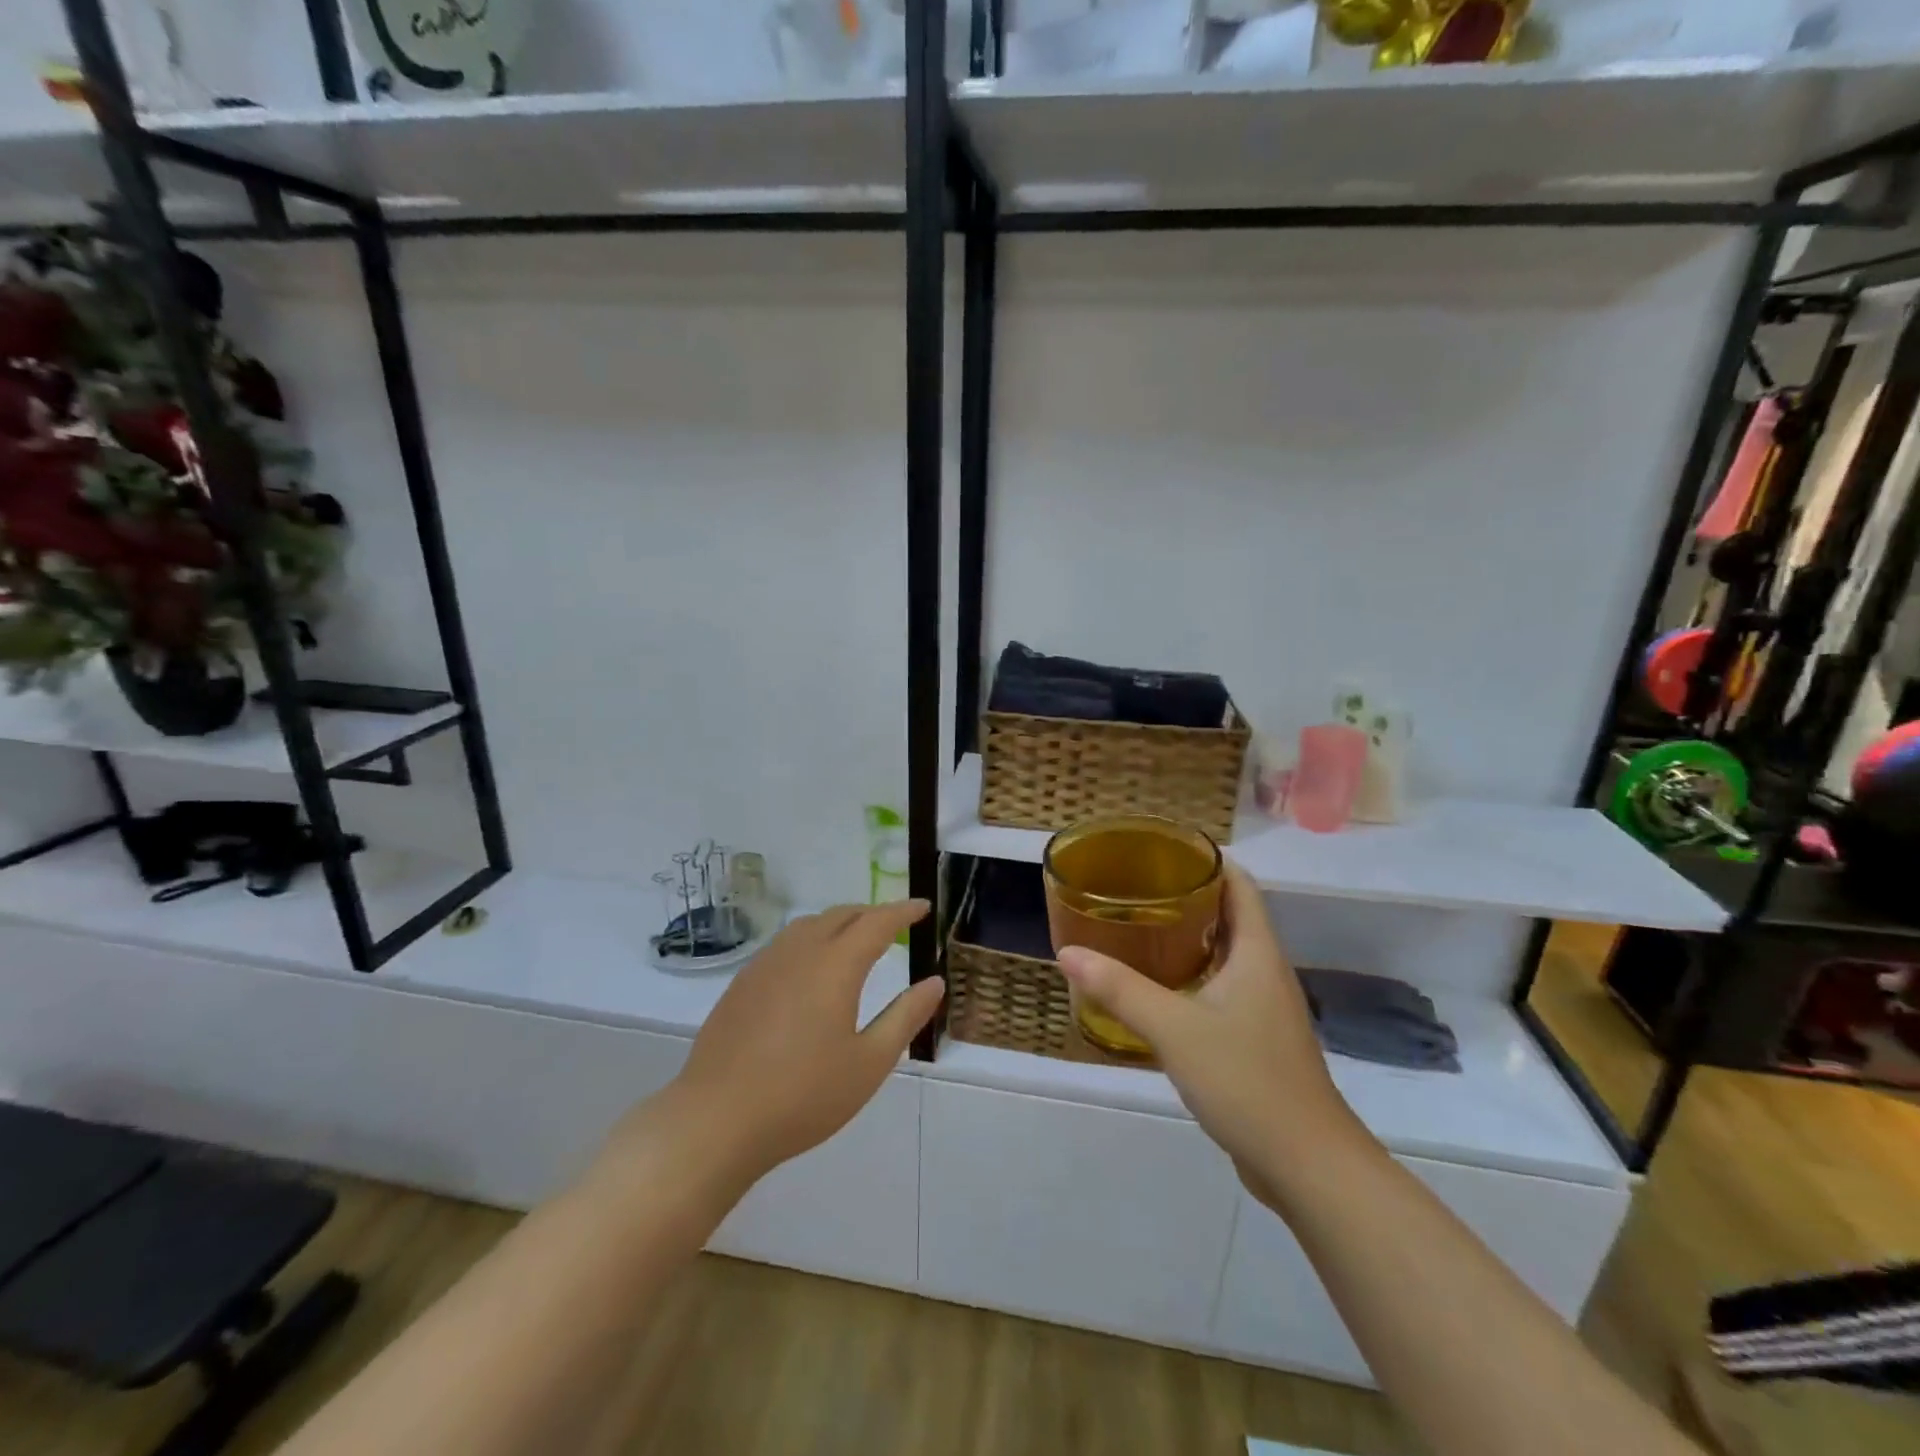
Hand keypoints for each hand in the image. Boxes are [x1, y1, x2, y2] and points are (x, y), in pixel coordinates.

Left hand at [605, 902, 943, 1197]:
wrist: (716, 1120)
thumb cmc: (803, 1095)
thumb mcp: (869, 1063)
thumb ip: (905, 1017)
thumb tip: (933, 982)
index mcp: (835, 966)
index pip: (876, 923)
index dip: (902, 911)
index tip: (922, 907)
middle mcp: (800, 952)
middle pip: (841, 915)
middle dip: (872, 913)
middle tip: (895, 925)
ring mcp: (765, 965)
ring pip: (809, 925)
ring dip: (839, 923)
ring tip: (855, 941)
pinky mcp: (741, 984)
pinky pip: (784, 944)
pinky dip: (810, 940)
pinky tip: (810, 969)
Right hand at [1057, 863, 1362, 1203]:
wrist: (1306, 1165)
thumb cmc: (1247, 1080)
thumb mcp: (1175, 1028)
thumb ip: (1120, 989)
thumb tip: (1067, 953)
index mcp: (1257, 953)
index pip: (1239, 884)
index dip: (1206, 860)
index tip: (1161, 851)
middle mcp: (1266, 971)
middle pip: (1230, 915)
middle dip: (1186, 897)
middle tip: (1135, 889)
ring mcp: (1264, 1008)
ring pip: (1225, 954)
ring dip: (1187, 938)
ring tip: (1137, 930)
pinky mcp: (1257, 1040)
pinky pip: (1222, 989)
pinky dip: (1191, 976)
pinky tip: (1157, 990)